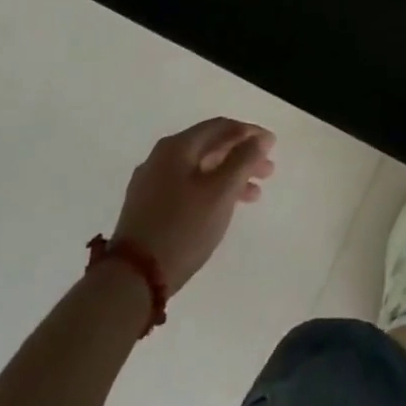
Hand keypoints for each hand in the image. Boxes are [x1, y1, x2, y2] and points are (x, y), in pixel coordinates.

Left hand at [110, 118, 276, 293]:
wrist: (132, 278)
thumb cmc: (183, 228)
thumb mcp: (221, 191)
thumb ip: (244, 159)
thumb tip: (260, 137)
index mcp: (177, 147)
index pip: (220, 127)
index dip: (249, 132)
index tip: (272, 145)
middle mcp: (161, 157)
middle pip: (209, 147)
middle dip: (241, 155)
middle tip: (267, 171)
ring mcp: (151, 183)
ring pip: (199, 169)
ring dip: (229, 175)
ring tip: (253, 194)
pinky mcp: (147, 207)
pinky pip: (186, 186)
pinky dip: (210, 190)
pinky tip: (223, 207)